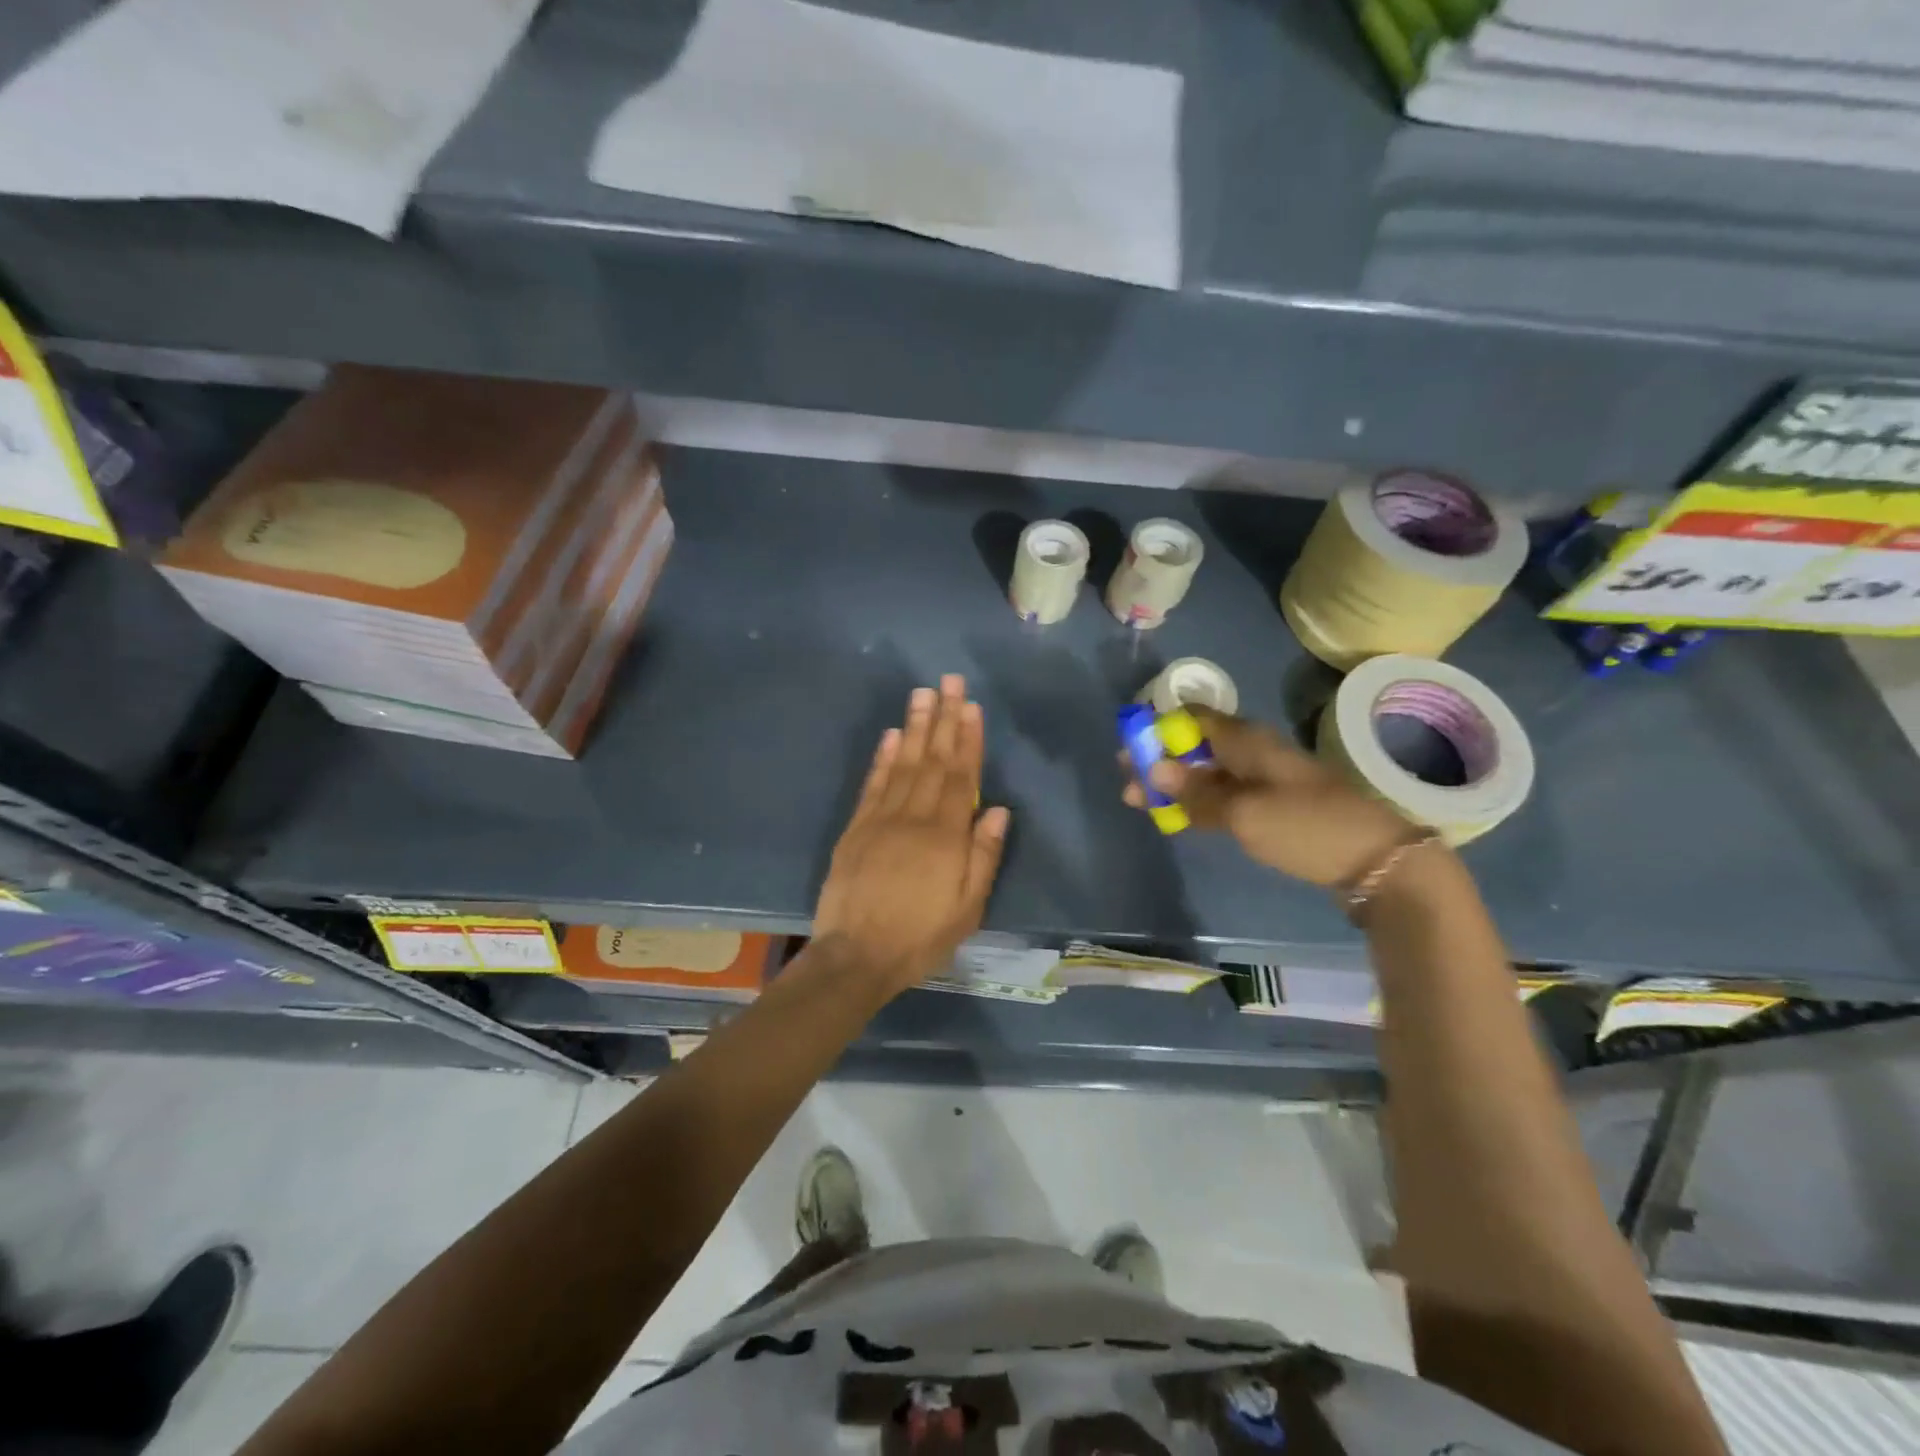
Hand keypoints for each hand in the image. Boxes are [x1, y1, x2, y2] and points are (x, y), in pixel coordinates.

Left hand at [814, 675, 1010, 995]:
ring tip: (922, 694)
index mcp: (945, 836)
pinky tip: (892, 735)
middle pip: (933, 760)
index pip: (960, 777)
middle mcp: (914, 817)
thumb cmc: (920, 937)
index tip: (972, 707)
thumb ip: (983, 857)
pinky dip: (883, 757)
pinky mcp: (856, 828)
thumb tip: (996, 810)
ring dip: (914, 727)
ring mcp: (881, 820)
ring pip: (903, 764)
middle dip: (943, 718)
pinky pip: (873, 784)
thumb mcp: (967, 908)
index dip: (967, 739)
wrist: (856, 956)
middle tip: (949, 682)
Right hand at [1122, 705, 1413, 887]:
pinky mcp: (1273, 807)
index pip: (1194, 716)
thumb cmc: (1305, 826)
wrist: (1378, 861)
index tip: (1131, 748)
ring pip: (1209, 773)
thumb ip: (1196, 793)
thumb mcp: (1244, 813)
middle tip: (1128, 785)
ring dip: (1175, 785)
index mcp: (1247, 740)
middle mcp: (1253, 752)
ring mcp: (1265, 780)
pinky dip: (1199, 803)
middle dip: (1160, 761)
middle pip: (1196, 746)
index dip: (1159, 727)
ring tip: (1142, 803)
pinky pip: (1225, 796)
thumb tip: (1154, 768)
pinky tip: (1179, 817)